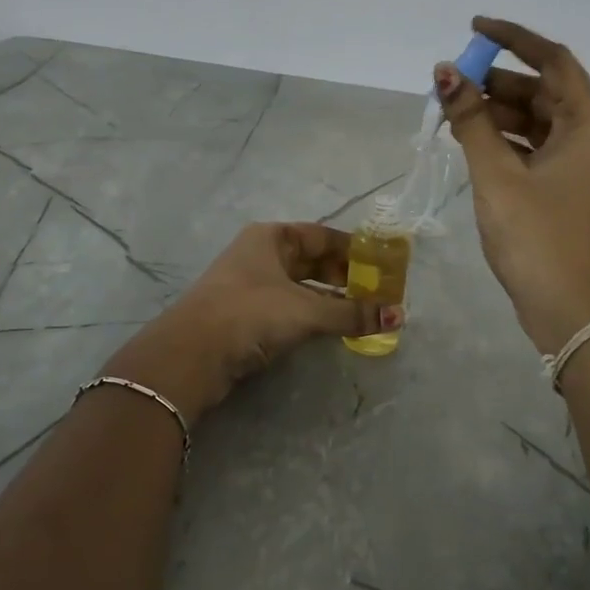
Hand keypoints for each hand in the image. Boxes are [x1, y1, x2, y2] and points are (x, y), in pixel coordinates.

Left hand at [103, 222, 401, 421]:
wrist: (191, 354)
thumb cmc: (250, 312)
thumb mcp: (305, 310)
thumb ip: (351, 313)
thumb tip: (398, 315)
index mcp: (271, 238)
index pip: (321, 235)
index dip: (353, 249)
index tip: (382, 265)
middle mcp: (260, 255)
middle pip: (311, 260)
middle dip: (344, 276)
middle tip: (377, 293)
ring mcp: (250, 285)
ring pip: (300, 286)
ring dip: (329, 298)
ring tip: (361, 313)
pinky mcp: (244, 316)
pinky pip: (288, 307)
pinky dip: (311, 314)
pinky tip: (330, 329)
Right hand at [436, 16, 589, 353]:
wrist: (568, 310)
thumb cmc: (536, 237)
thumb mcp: (497, 174)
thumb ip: (471, 120)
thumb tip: (446, 72)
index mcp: (588, 126)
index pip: (554, 61)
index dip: (514, 39)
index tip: (474, 28)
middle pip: (543, 90)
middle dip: (497, 81)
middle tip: (452, 81)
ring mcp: (580, 164)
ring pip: (536, 119)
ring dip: (496, 111)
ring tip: (452, 111)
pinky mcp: (565, 186)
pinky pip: (534, 145)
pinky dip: (504, 138)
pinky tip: (470, 140)